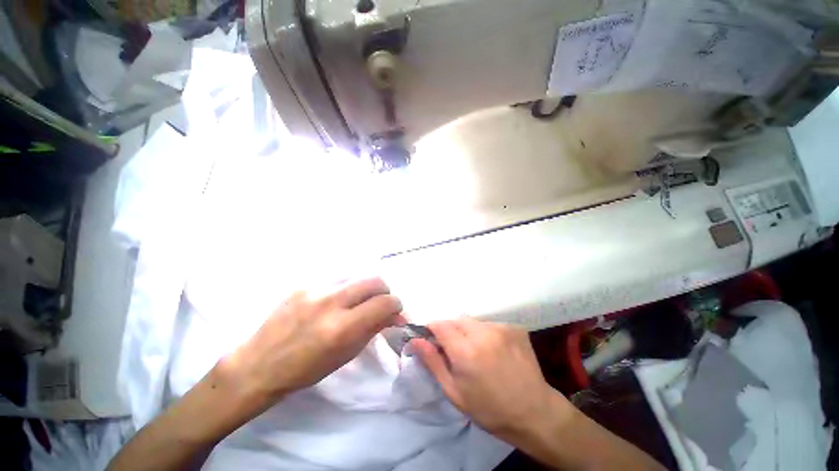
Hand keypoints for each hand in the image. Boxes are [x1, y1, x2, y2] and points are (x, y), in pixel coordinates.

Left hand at [219, 277, 403, 415]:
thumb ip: (373, 329)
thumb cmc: (306, 369)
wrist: (258, 364)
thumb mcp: (346, 354)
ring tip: (358, 301)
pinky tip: (337, 300)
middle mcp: (330, 302)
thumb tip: (394, 314)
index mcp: (342, 328)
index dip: (396, 305)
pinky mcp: (304, 283)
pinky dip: (346, 287)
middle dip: (384, 291)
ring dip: (365, 287)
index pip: (384, 303)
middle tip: (380, 303)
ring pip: (357, 275)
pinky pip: (337, 278)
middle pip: (374, 280)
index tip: (395, 311)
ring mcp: (315, 289)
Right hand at [411, 318, 571, 441]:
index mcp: (466, 351)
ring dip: (468, 331)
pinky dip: (485, 333)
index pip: (440, 325)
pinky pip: (490, 324)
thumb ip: (433, 362)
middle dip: (450, 331)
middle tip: (455, 351)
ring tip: (476, 352)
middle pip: (456, 320)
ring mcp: (501, 328)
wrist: (534, 412)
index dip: (432, 329)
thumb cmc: (489, 408)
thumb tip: (415, 340)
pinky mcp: (514, 327)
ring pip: (473, 321)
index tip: (431, 338)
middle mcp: (483, 333)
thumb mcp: (454, 392)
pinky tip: (493, 350)